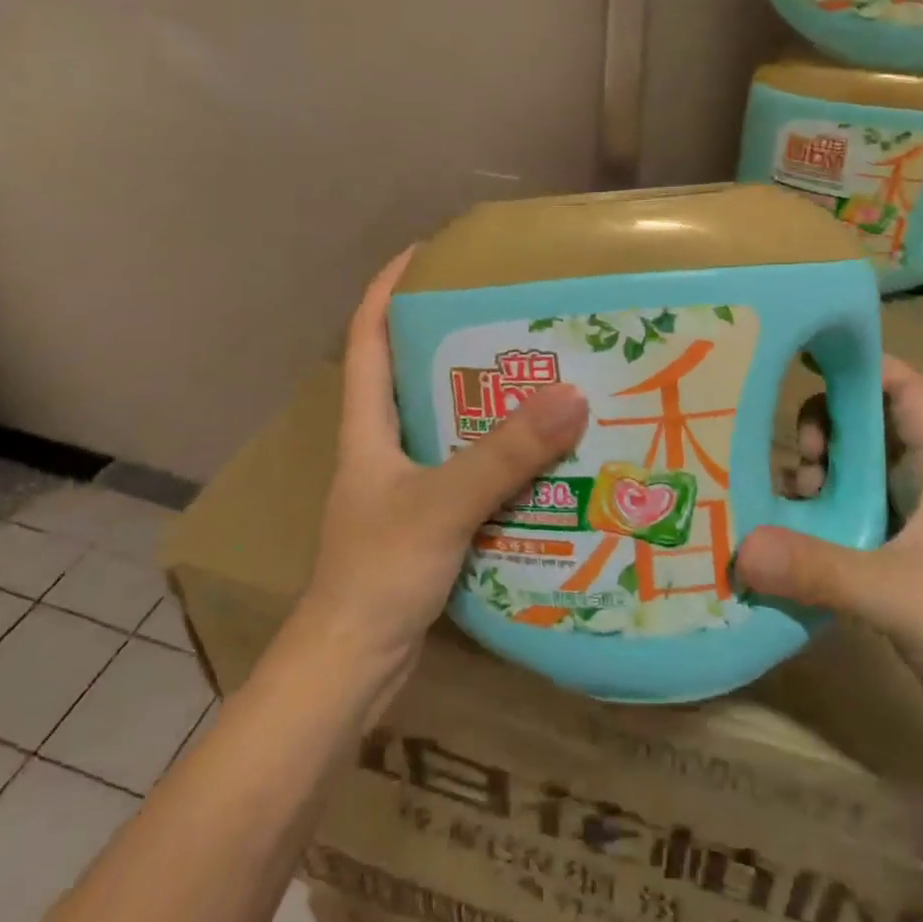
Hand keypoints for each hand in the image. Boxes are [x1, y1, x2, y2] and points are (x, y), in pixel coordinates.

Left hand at [297, 249, 589, 678]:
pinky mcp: (429, 520)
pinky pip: (468, 469)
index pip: (368, 337)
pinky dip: (500, 454)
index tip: (427, 251)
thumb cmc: (377, 575)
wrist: (351, 670)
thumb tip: (572, 395)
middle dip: (454, 338)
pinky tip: (544, 455)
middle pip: (414, 373)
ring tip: (541, 374)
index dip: (389, 288)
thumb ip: (503, 454)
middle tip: (512, 315)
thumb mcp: (441, 505)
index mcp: (367, 427)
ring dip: (486, 400)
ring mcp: (405, 485)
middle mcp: (383, 447)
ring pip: (447, 423)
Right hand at [739, 357, 922, 768]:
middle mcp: (916, 489)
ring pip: (846, 475)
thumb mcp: (900, 596)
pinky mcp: (885, 564)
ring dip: (810, 477)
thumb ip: (822, 570)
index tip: (808, 356)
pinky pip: (837, 520)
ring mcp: (900, 527)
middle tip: (795, 462)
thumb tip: (741, 547)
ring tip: (780, 504)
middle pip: (863, 427)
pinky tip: (776, 537)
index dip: (865, 364)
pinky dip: (807, 518)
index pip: (906, 392)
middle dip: (822, 429)